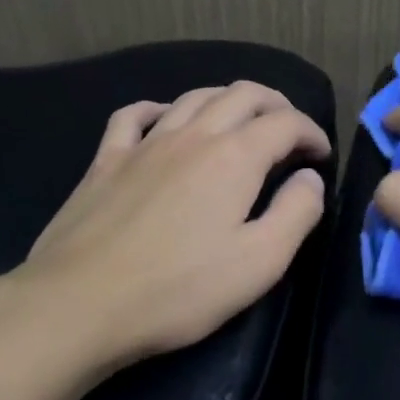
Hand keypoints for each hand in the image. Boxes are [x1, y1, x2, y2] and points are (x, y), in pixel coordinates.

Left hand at [0, 81, 330, 377]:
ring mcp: (145, 144)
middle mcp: (193, 135)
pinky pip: (134, 116)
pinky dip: (160, 109)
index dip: (312, 133)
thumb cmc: (178, 289)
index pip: (286, 123)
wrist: (77, 305)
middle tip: (291, 130)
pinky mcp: (106, 161)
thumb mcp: (260, 262)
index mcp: (235, 157)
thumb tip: (310, 178)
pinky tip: (165, 120)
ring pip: (195, 97)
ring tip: (242, 121)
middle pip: (243, 94)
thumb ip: (297, 212)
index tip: (322, 155)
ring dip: (228, 100)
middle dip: (276, 104)